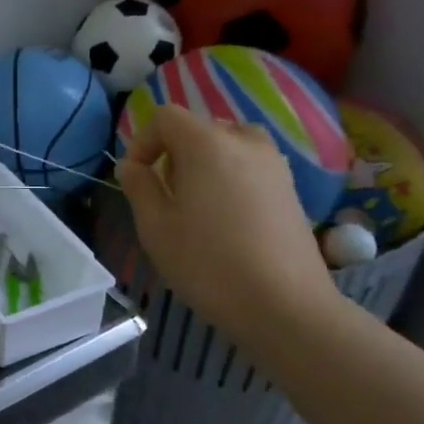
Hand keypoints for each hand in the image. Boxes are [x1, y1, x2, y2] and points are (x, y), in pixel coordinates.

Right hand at [115, 100, 337, 346]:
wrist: (286, 307)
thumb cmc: (208, 263)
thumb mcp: (155, 226)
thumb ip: (139, 186)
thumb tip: (131, 166)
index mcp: (206, 143)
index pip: (166, 117)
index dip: (143, 141)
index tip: (136, 177)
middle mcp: (244, 142)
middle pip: (199, 127)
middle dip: (174, 152)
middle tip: (165, 193)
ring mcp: (274, 164)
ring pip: (228, 145)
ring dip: (205, 163)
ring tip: (196, 203)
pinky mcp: (291, 189)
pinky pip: (250, 166)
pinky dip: (231, 177)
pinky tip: (227, 219)